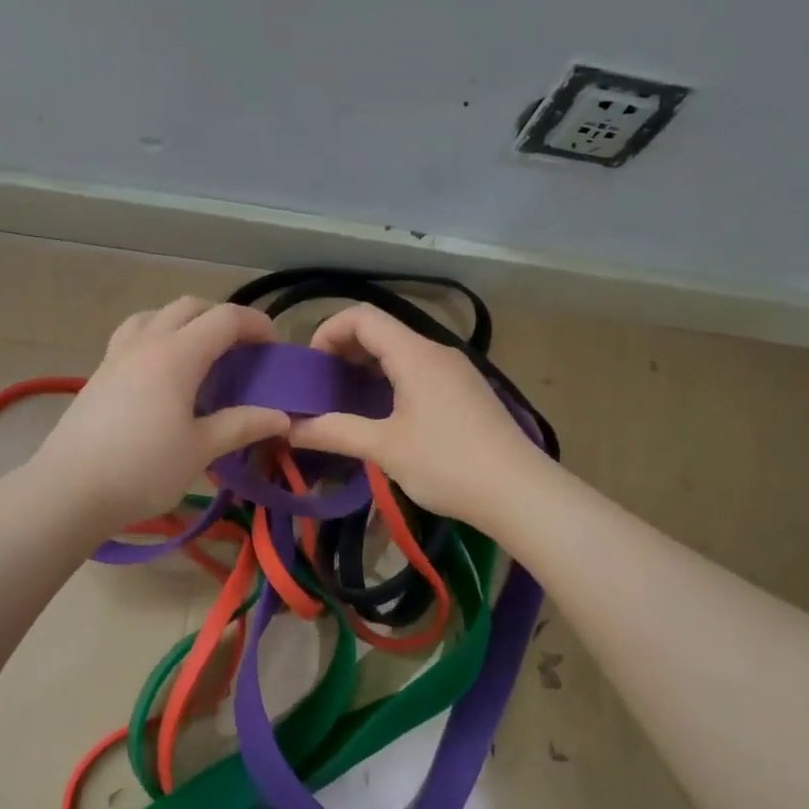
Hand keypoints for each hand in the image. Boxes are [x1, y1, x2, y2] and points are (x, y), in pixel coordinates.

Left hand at [28, 297, 290, 531]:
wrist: (69, 491)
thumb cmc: (142, 469)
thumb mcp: (200, 450)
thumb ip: (242, 426)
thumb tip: (283, 417)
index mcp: (176, 355)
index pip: (225, 319)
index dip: (257, 325)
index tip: (275, 348)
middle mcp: (146, 343)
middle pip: (190, 307)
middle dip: (223, 318)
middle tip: (243, 350)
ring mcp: (117, 355)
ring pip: (156, 315)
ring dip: (186, 322)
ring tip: (201, 354)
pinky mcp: (99, 373)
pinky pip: (134, 335)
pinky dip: (159, 337)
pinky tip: (162, 375)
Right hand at [287, 304, 540, 525]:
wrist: (519, 492)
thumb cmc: (447, 464)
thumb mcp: (385, 448)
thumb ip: (335, 432)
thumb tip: (289, 428)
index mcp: (415, 354)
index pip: (362, 316)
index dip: (328, 331)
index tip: (311, 367)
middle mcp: (437, 352)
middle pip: (382, 331)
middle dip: (344, 350)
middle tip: (321, 385)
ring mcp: (456, 371)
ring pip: (402, 352)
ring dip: (368, 367)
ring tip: (346, 400)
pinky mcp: (466, 392)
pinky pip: (420, 371)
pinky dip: (392, 380)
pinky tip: (384, 414)